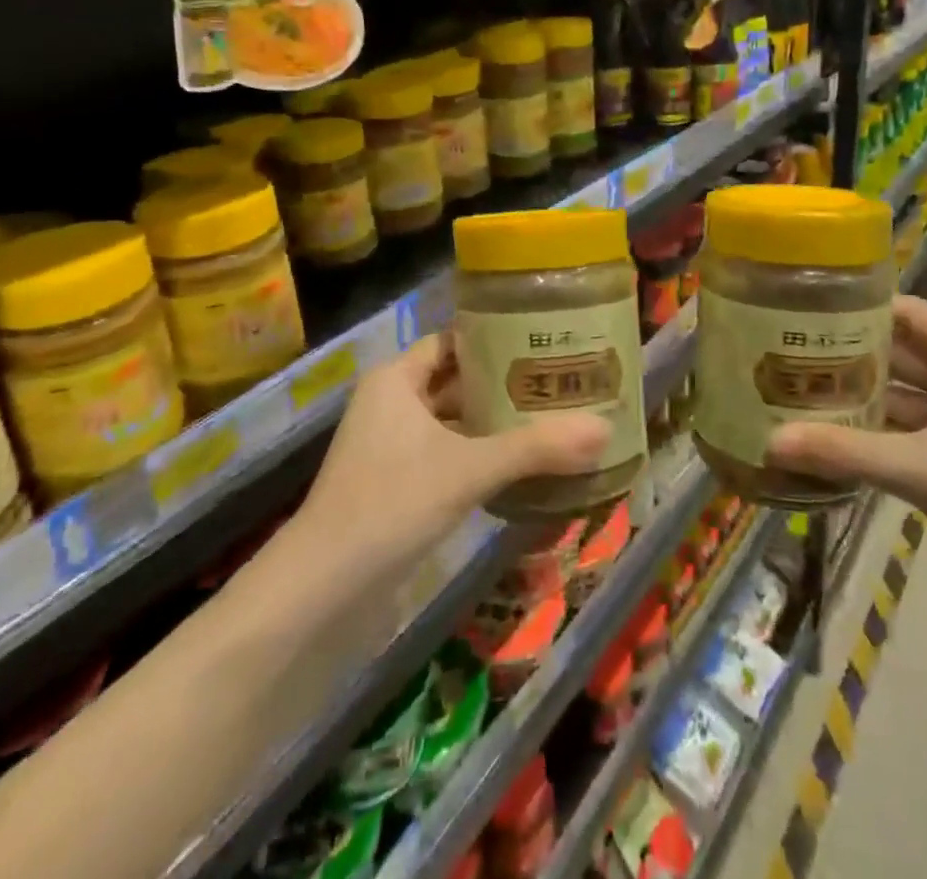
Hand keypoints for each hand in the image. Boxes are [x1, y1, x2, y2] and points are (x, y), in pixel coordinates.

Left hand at [297, 333, 610, 580]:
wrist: (323, 586)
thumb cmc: (392, 502)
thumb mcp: (470, 469)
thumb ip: (536, 448)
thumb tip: (603, 428)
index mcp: (397, 379)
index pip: (453, 341)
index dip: (496, 339)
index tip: (543, 342)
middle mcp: (390, 402)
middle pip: (455, 379)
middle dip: (503, 382)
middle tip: (558, 380)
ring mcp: (389, 443)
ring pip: (451, 418)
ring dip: (492, 420)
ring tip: (547, 417)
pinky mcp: (393, 480)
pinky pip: (444, 450)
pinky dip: (476, 452)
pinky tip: (517, 463)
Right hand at [767, 296, 926, 613]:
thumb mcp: (923, 468)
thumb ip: (845, 450)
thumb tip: (770, 442)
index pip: (911, 315)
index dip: (861, 309)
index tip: (806, 311)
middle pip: (904, 354)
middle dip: (851, 354)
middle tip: (788, 352)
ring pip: (905, 394)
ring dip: (861, 394)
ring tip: (799, 389)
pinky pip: (910, 429)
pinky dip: (876, 430)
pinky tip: (831, 433)